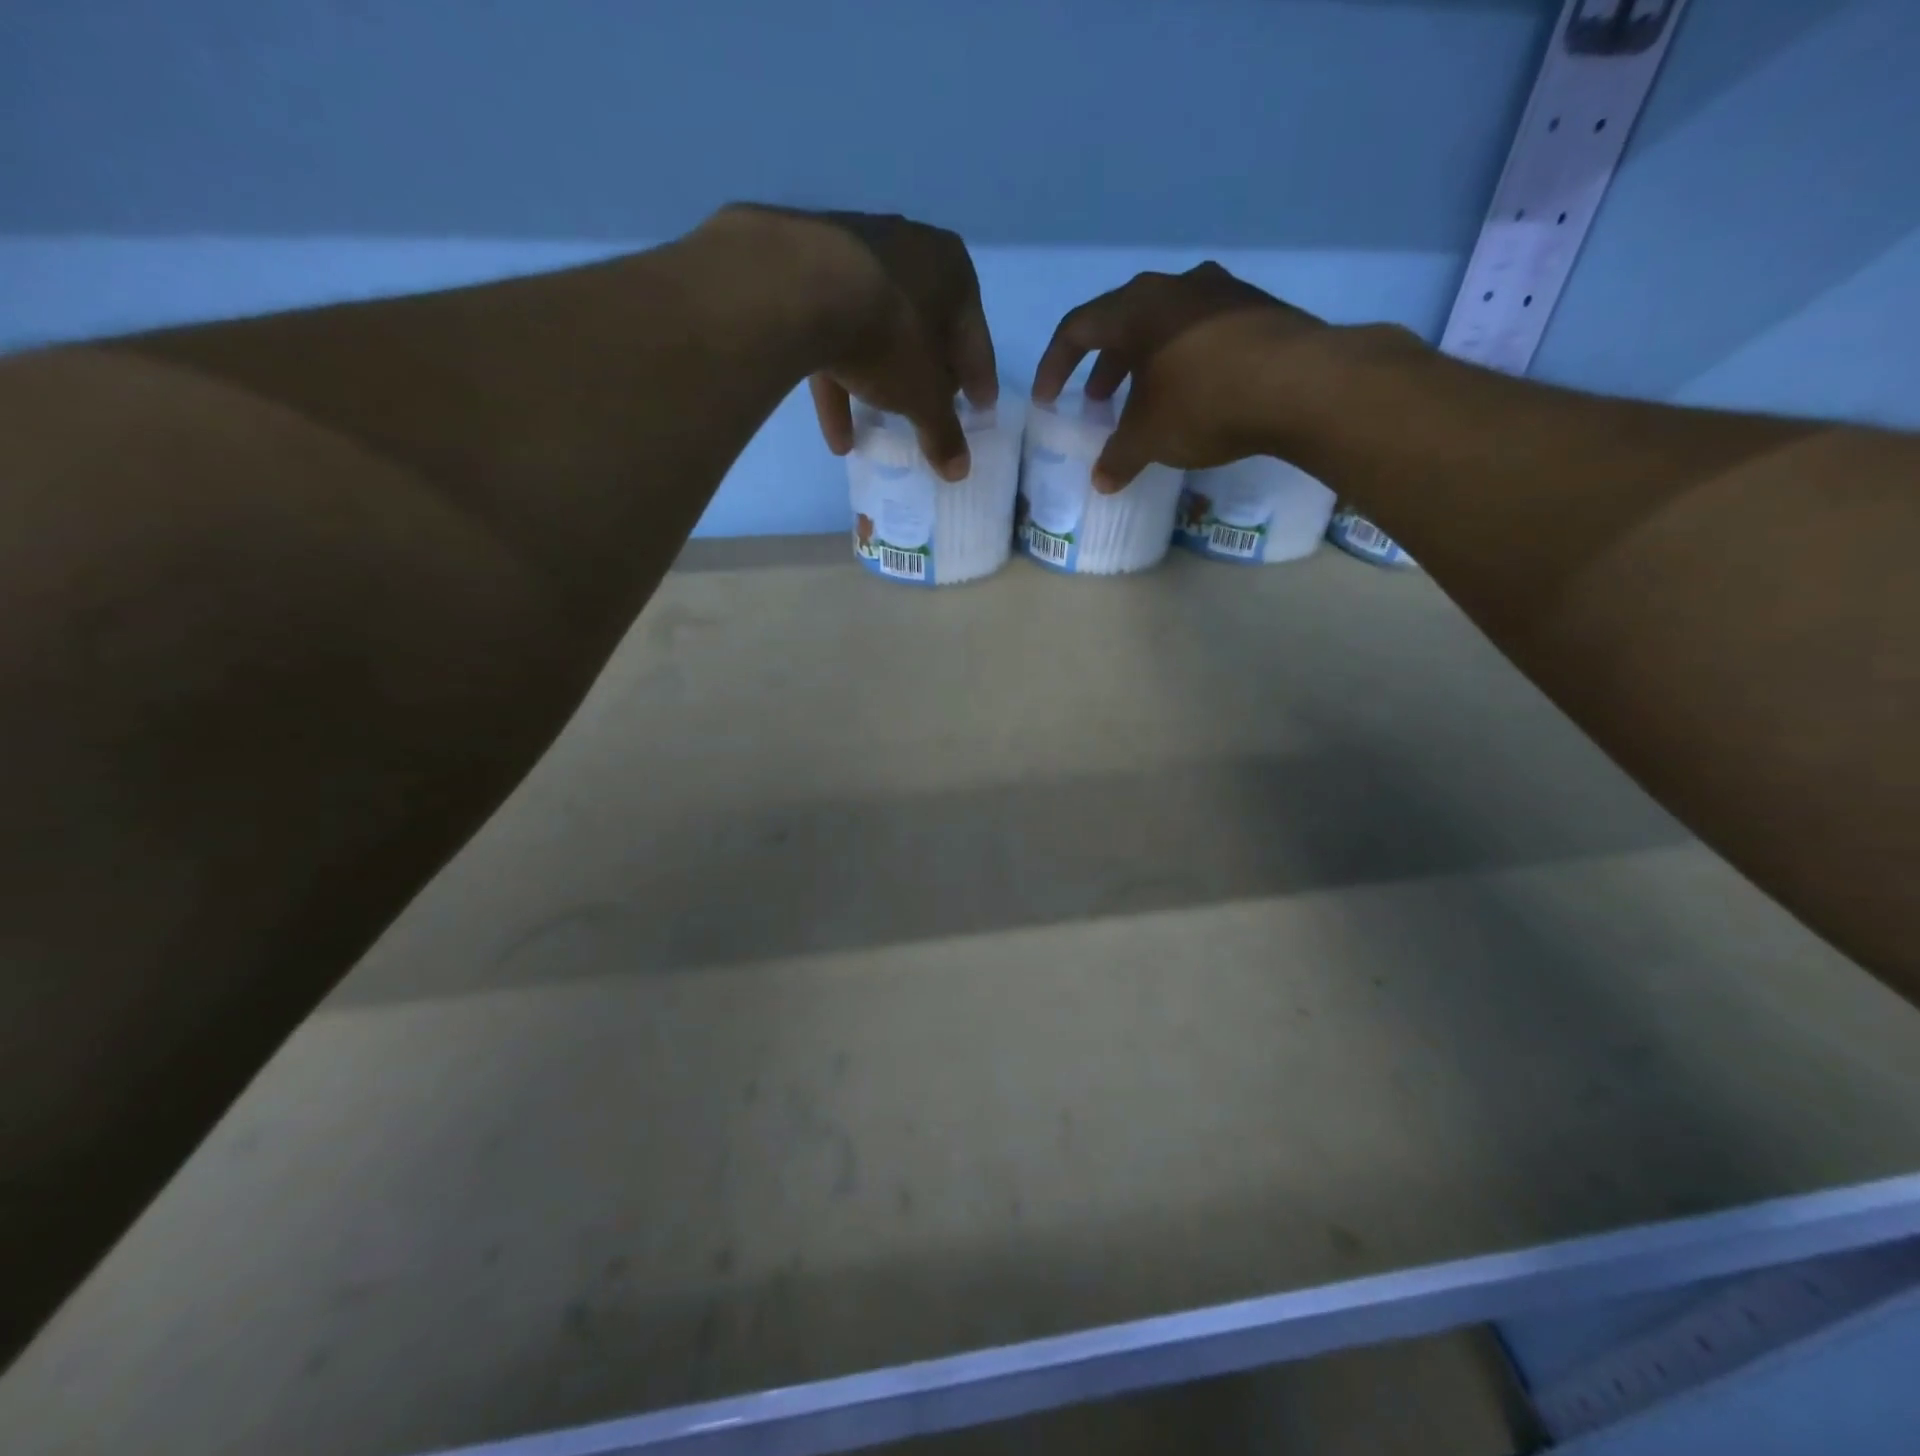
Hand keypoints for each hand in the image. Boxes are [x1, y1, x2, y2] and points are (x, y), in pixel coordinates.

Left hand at [709, 205, 997, 481]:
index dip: (978, 380)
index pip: (974, 338)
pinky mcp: (810, 274)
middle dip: (927, 377)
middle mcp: (909, 251)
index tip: (980, 408)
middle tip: (932, 413)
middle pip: (925, 331)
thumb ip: (943, 433)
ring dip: (878, 389)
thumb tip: (959, 470)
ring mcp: (855, 257)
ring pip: (876, 335)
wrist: (802, 288)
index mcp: (953, 270)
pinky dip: (839, 384)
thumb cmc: (891, 337)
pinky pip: (834, 336)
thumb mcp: (924, 396)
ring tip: (877, 435)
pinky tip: (837, 435)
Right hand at [1034, 263, 1326, 491]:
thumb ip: (1119, 457)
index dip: (1054, 366)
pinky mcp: (1258, 309)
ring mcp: (1222, 292)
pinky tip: (1194, 395)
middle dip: (1103, 366)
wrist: (1302, 385)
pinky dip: (1185, 361)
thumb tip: (1102, 481)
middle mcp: (1176, 287)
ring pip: (1166, 325)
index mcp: (1136, 308)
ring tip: (1145, 401)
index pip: (1077, 329)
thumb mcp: (1149, 438)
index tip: (1048, 400)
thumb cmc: (1204, 403)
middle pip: (1123, 322)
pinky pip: (1204, 332)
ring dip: (1145, 363)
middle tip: (1098, 401)